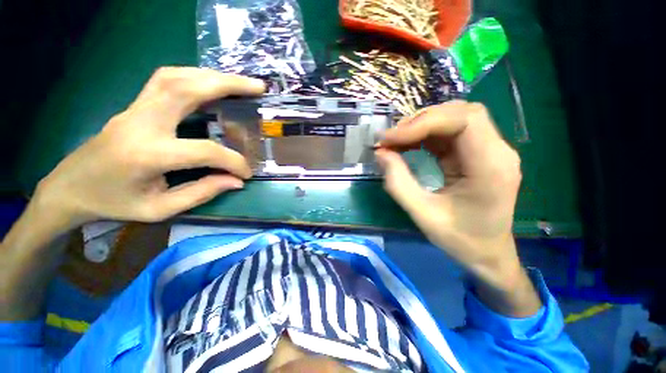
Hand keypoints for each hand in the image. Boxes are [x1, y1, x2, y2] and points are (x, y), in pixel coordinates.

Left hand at [35, 67, 265, 230]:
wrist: (70, 187)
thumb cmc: (113, 203)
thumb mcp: (159, 209)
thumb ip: (201, 193)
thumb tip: (236, 181)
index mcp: (148, 154)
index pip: (204, 151)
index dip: (233, 161)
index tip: (246, 173)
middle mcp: (141, 123)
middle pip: (187, 90)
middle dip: (228, 85)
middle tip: (257, 88)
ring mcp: (135, 109)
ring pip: (176, 77)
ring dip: (211, 76)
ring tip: (239, 83)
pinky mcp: (135, 106)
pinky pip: (165, 80)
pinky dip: (193, 76)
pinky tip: (210, 83)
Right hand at [375, 101, 522, 289]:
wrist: (488, 253)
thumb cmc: (460, 240)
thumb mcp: (422, 214)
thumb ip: (398, 183)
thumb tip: (381, 153)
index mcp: (491, 167)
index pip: (463, 121)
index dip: (423, 123)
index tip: (390, 138)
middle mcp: (497, 151)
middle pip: (460, 113)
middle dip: (420, 121)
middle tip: (391, 139)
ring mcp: (490, 150)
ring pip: (455, 118)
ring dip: (421, 126)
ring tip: (396, 141)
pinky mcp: (478, 153)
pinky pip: (450, 132)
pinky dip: (425, 134)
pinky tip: (408, 144)